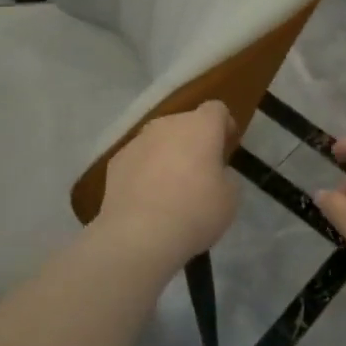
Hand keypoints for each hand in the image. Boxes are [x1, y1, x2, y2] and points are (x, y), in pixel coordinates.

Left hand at [99, 101, 239, 265]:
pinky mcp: (116, 161)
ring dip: (168, 154)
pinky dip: (145, 171)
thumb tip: (214, 173)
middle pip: (186, 123)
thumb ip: (225, 176)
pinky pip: (139, 159)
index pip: (216, 110)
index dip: (224, 125)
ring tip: (171, 187)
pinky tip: (148, 197)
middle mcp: (168, 125)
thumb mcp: (230, 197)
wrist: (139, 235)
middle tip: (201, 170)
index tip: (227, 146)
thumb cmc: (195, 211)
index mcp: (201, 126)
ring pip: (159, 140)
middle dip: (194, 141)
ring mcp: (138, 141)